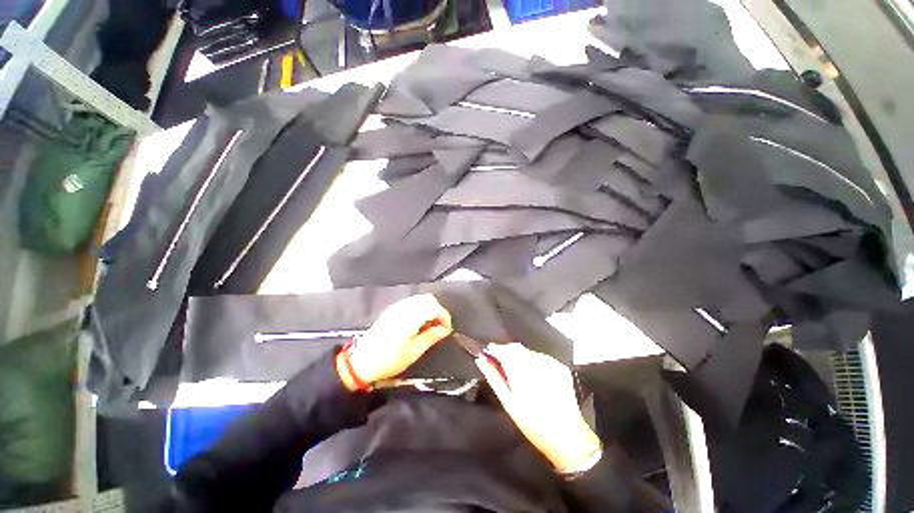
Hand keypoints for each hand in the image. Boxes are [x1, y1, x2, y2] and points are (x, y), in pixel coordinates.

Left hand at [337, 294, 452, 389]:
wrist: (362, 362)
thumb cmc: (390, 359)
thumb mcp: (414, 351)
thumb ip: (432, 336)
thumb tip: (445, 330)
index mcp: (411, 316)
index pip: (434, 307)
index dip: (444, 317)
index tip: (447, 330)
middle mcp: (404, 307)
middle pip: (428, 299)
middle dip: (438, 311)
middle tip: (440, 327)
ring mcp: (397, 307)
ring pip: (420, 299)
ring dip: (429, 309)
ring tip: (430, 326)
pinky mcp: (392, 310)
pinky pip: (412, 303)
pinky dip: (420, 309)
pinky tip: (419, 323)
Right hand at [476, 343, 600, 472]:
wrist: (567, 436)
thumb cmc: (532, 423)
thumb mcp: (508, 402)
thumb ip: (493, 377)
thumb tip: (480, 360)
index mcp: (520, 369)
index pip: (503, 349)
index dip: (494, 349)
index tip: (488, 353)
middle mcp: (536, 361)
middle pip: (516, 348)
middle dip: (506, 352)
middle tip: (501, 365)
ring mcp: (550, 363)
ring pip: (528, 351)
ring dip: (520, 357)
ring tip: (519, 374)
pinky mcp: (560, 367)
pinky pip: (541, 357)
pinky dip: (534, 362)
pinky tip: (535, 377)